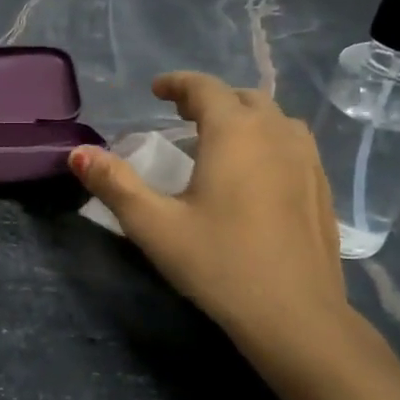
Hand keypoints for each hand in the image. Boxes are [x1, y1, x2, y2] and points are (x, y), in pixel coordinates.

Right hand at [69, 72, 349, 368]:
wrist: (296, 316)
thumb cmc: (219, 264)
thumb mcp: (154, 225)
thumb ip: (114, 184)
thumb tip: (78, 153)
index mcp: (234, 133)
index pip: (205, 88)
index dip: (177, 84)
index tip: (156, 90)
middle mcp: (276, 134)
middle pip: (242, 98)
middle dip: (209, 99)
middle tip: (180, 115)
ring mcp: (307, 160)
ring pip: (273, 119)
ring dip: (243, 117)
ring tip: (218, 140)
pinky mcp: (322, 187)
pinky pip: (292, 144)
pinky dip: (267, 140)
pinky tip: (254, 173)